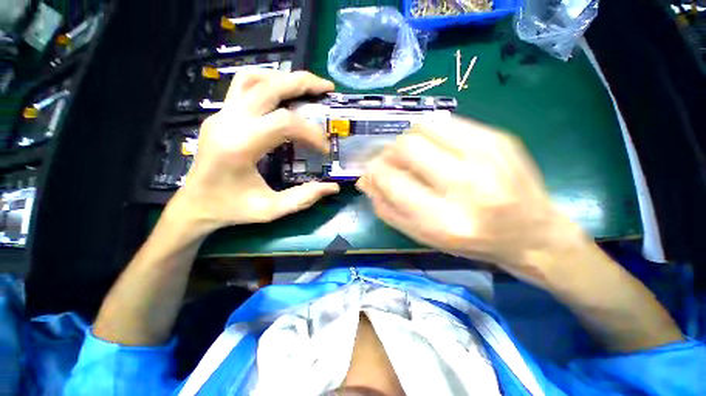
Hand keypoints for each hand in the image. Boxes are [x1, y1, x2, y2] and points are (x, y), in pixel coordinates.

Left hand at [169, 70, 339, 233]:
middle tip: (326, 88)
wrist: (194, 205)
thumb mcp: (271, 210)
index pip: (284, 123)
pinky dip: (267, 83)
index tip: (325, 149)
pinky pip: (243, 87)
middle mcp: (227, 122)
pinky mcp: (220, 116)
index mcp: (240, 146)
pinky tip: (283, 95)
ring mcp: (220, 115)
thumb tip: (333, 187)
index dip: (311, 133)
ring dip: (283, 78)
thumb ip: (304, 198)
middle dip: (302, 83)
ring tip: (306, 87)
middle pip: (268, 87)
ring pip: (252, 79)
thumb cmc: (232, 209)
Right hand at [357, 117, 591, 286]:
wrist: (532, 233)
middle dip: (389, 153)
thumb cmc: (471, 241)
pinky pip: (446, 122)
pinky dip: (430, 132)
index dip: (374, 172)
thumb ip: (388, 209)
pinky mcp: (498, 137)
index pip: (392, 180)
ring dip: (408, 140)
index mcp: (444, 220)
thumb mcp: (423, 235)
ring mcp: (486, 155)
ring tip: (414, 155)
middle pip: (406, 146)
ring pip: (423, 127)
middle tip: (392, 162)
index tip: (371, 172)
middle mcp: (466, 185)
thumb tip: (365, 180)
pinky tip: (435, 147)